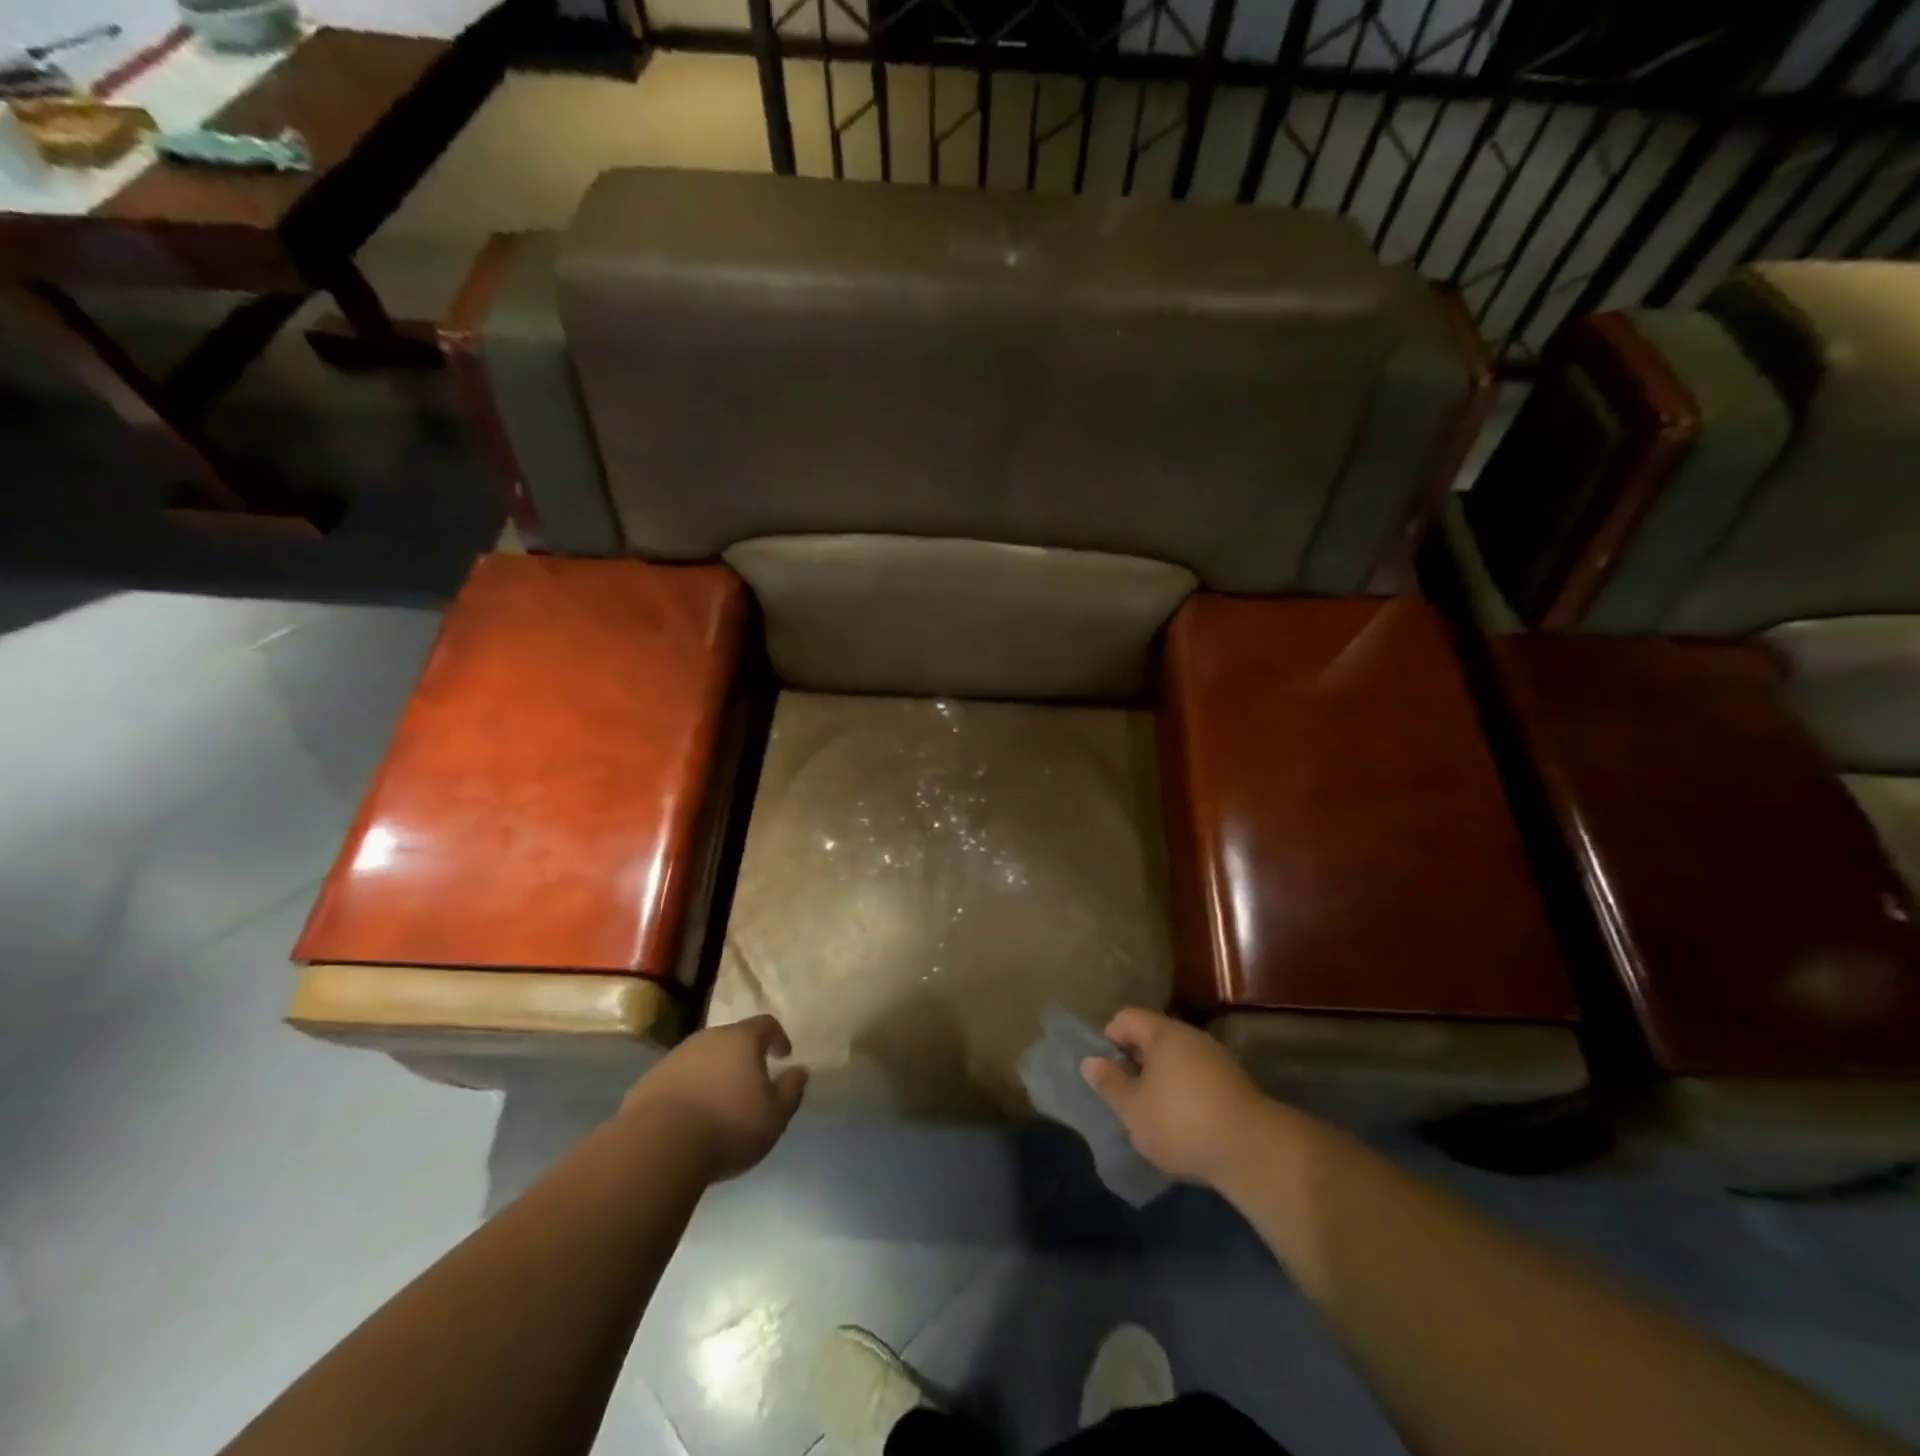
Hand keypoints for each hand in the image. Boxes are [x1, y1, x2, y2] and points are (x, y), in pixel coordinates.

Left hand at [622, 1015, 807, 1179]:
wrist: (657, 1147)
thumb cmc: (728, 1126)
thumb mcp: (774, 1116)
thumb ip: (791, 1090)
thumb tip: (800, 1071)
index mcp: (742, 1040)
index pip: (766, 1024)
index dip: (778, 1037)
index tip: (784, 1055)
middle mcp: (708, 1038)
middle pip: (732, 1038)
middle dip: (744, 1056)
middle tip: (751, 1080)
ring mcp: (675, 1057)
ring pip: (703, 1057)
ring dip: (714, 1072)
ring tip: (720, 1101)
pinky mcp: (649, 1082)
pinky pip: (678, 1078)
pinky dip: (689, 1089)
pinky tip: (690, 1116)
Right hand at [1081, 1008, 1271, 1188]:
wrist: (1253, 1150)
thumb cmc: (1181, 1123)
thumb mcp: (1133, 1109)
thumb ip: (1109, 1083)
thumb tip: (1090, 1061)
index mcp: (1162, 1033)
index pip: (1126, 1017)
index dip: (1110, 1038)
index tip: (1107, 1072)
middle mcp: (1190, 1036)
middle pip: (1153, 1036)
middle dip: (1136, 1061)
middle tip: (1127, 1096)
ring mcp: (1216, 1057)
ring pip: (1177, 1058)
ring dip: (1161, 1079)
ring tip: (1154, 1113)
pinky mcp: (1235, 1083)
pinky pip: (1198, 1076)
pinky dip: (1185, 1092)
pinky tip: (1185, 1123)